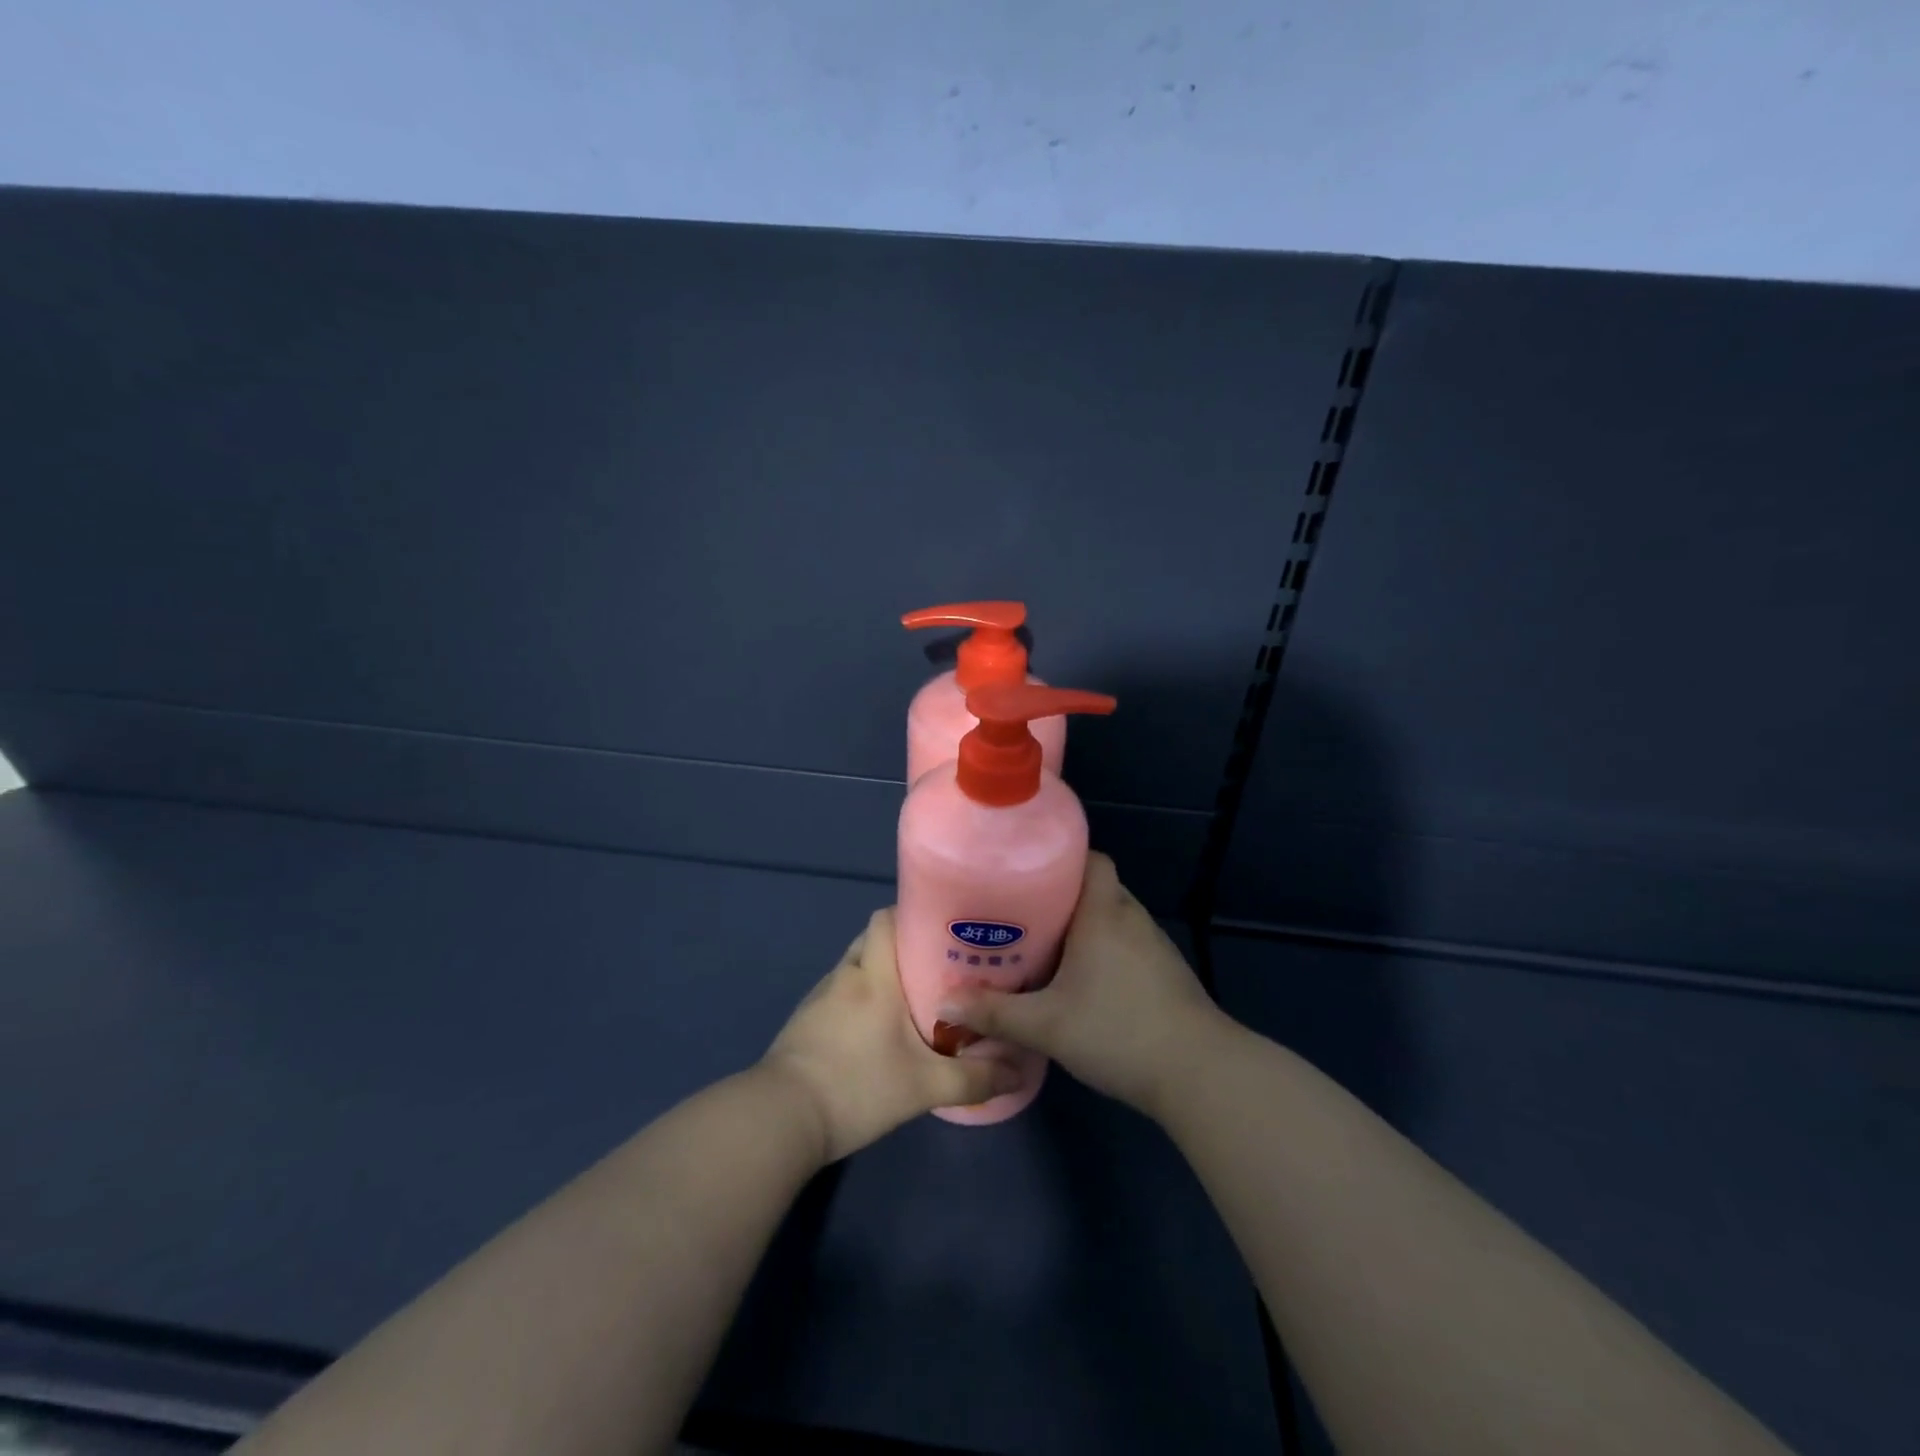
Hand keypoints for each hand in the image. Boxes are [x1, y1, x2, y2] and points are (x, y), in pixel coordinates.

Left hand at [762, 908, 1022, 1163]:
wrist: (781, 1119)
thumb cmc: (857, 1086)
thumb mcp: (923, 1087)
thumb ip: (974, 1080)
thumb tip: (1019, 1074)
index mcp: (873, 975)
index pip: (886, 918)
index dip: (912, 915)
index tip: (943, 928)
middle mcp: (845, 975)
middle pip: (873, 939)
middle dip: (903, 947)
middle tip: (938, 967)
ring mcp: (820, 997)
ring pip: (856, 968)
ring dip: (881, 975)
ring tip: (915, 998)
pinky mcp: (805, 1022)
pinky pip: (840, 994)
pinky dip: (860, 999)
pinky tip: (878, 1030)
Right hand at [936, 853, 1221, 1118]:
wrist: (1199, 1073)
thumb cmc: (1118, 1031)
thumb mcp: (1046, 1025)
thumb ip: (995, 1013)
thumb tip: (943, 1006)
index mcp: (1103, 912)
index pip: (1090, 858)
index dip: (1060, 858)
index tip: (1025, 871)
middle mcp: (1131, 917)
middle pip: (1095, 886)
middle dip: (1060, 895)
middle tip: (1020, 913)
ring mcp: (1153, 945)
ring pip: (1111, 917)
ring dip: (1083, 926)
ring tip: (1043, 945)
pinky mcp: (1165, 972)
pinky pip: (1126, 943)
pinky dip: (1103, 949)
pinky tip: (1082, 980)